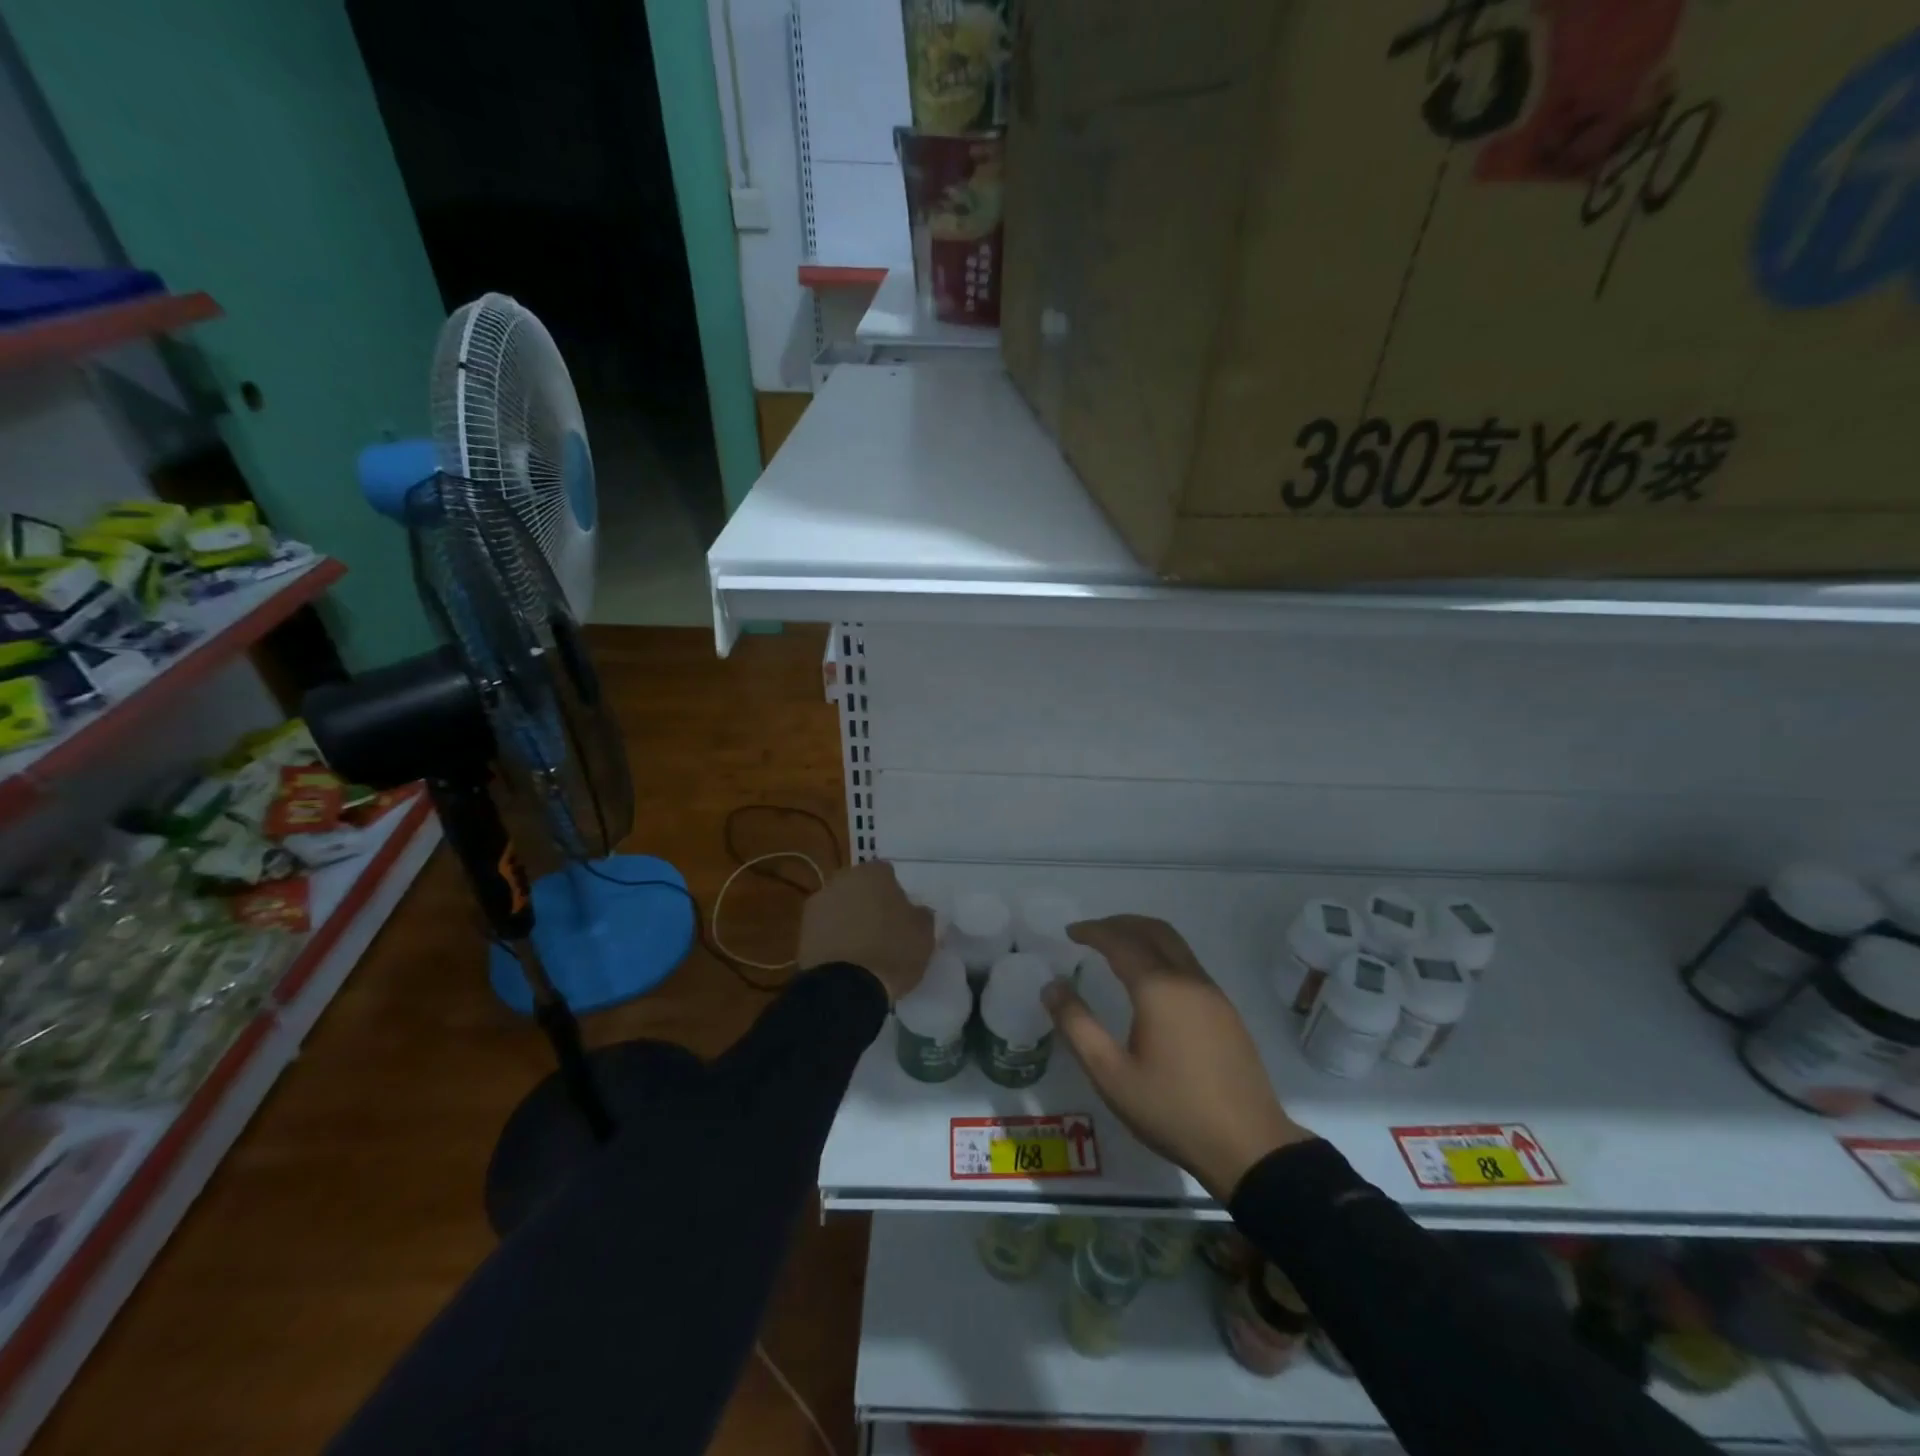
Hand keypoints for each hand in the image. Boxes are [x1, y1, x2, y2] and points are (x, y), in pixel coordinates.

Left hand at [797, 861, 933, 1002]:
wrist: (845, 988)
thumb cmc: (892, 952)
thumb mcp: (924, 934)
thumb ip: (921, 915)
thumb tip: (916, 911)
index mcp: (873, 873)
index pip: (887, 873)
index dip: (896, 893)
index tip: (902, 915)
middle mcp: (842, 880)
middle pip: (860, 887)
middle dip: (869, 902)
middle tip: (882, 929)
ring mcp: (818, 904)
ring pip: (840, 906)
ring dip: (849, 919)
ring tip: (862, 948)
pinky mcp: (802, 930)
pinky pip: (825, 929)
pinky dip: (834, 938)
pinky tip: (845, 959)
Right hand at [1043, 915, 1313, 1199]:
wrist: (1249, 1146)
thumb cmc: (1172, 1110)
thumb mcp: (1111, 1075)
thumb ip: (1077, 1026)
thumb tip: (1052, 986)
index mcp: (1159, 989)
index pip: (1120, 942)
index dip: (1093, 931)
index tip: (1070, 932)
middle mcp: (1188, 979)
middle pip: (1153, 930)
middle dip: (1120, 923)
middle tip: (1091, 933)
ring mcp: (1213, 994)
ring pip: (1175, 944)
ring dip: (1143, 935)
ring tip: (1116, 949)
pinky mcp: (1226, 1012)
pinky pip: (1188, 964)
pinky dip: (1162, 954)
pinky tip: (1150, 981)